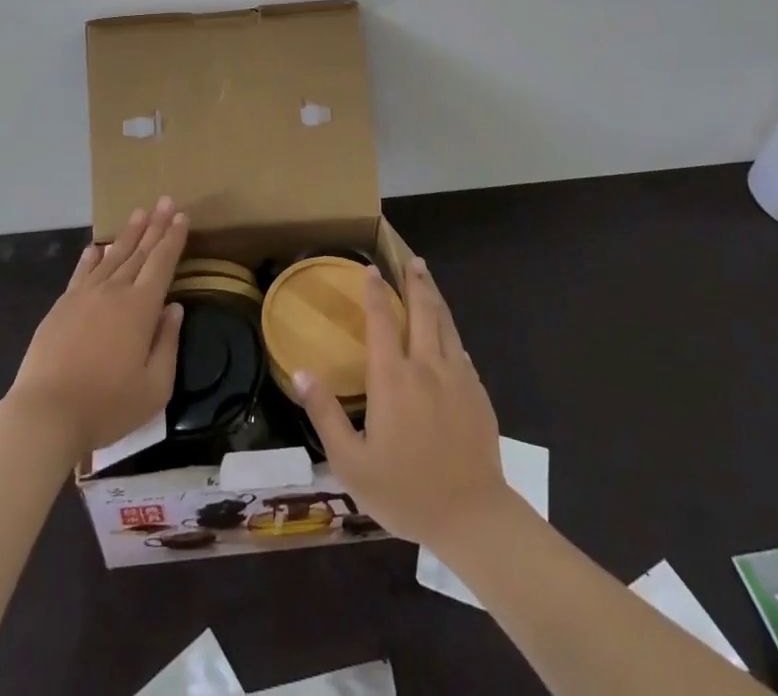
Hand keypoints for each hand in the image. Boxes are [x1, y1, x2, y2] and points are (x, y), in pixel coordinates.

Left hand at [5, 197, 188, 460]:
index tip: (182, 216)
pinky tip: (97, 247)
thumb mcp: (154, 387)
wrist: (46, 413)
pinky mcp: (62, 306)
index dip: (173, 238)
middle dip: (155, 225)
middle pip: (139, 252)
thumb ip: (167, 343)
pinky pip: (82, 273)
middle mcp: (114, 292)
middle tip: (165, 200)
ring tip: (139, 213)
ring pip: (112, 257)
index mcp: (140, 308)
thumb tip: (173, 308)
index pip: (162, 263)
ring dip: (128, 234)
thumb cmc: (107, 405)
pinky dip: (92, 257)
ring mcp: (85, 296)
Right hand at [294, 258, 509, 549]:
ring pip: (445, 324)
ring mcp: (457, 378)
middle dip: (415, 282)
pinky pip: (461, 350)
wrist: (473, 517)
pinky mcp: (478, 394)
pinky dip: (450, 332)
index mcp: (393, 378)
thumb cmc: (405, 491)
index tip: (370, 269)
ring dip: (435, 297)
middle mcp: (425, 366)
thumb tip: (300, 371)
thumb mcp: (351, 462)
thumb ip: (325, 414)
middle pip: (422, 311)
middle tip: (411, 260)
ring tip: (427, 278)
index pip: (381, 320)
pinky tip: (448, 334)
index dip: (375, 292)